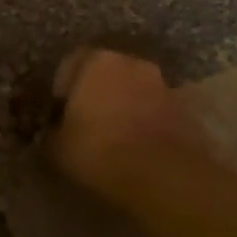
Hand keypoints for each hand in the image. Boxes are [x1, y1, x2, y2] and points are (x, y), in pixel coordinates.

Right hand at [48, 48, 207, 194]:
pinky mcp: (184, 109)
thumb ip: (52, 133)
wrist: (165, 175)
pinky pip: (154, 111)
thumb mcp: (57, 148)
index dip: (62, 88)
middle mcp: (131, 63)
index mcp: (97, 62)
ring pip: (133, 91)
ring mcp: (162, 84)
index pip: (71, 63)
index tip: (58, 112)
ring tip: (113, 139)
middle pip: (106, 74)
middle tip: (85, 123)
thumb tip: (53, 132)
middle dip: (96, 93)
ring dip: (123, 107)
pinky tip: (137, 149)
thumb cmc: (100, 151)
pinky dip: (145, 123)